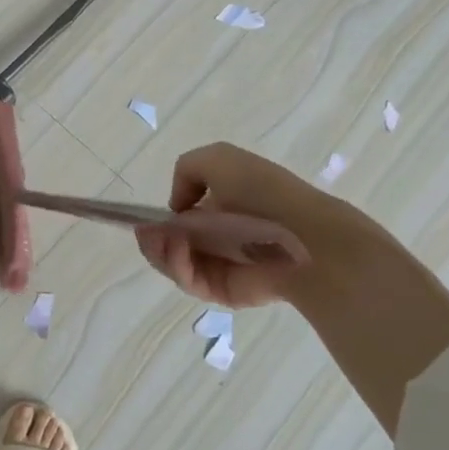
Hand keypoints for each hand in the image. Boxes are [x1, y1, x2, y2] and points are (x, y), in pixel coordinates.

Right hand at [135, 142, 403, 308]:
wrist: (304, 236)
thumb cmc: (263, 192)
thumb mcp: (219, 158)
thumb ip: (186, 170)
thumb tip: (176, 207)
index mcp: (218, 206)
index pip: (177, 217)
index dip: (157, 218)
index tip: (144, 218)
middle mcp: (216, 237)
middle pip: (168, 243)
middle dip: (152, 237)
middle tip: (145, 232)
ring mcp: (218, 266)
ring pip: (173, 263)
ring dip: (160, 251)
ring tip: (159, 240)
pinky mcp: (221, 291)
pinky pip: (189, 281)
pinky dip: (177, 266)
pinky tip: (178, 251)